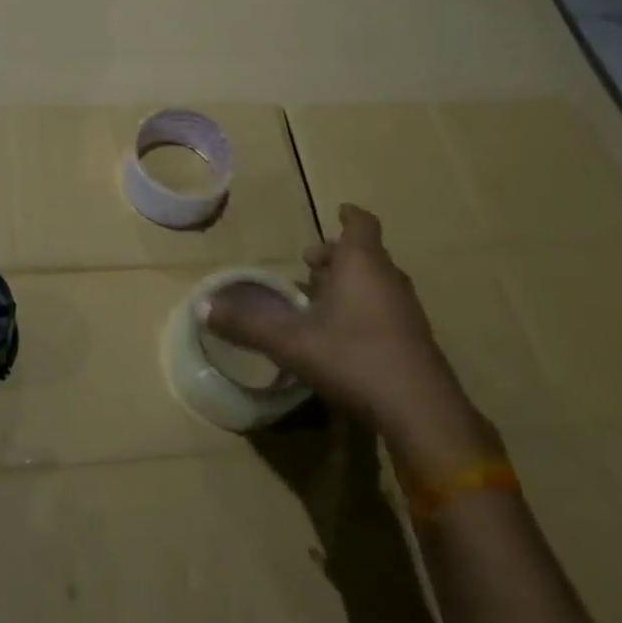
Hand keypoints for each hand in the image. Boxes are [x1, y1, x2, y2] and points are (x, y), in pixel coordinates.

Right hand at [201, 203, 497, 480]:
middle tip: (312, 264)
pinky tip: (344, 335)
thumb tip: (201, 307)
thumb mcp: (290, 342)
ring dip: (352, 283)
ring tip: (322, 298)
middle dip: (339, 255)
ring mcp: (407, 311)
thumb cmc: (353, 358)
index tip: (338, 211)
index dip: (350, 216)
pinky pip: (386, 308)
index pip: (361, 225)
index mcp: (361, 265)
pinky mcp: (414, 340)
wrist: (420, 411)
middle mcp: (388, 279)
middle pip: (366, 254)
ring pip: (377, 282)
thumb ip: (246, 324)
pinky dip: (364, 308)